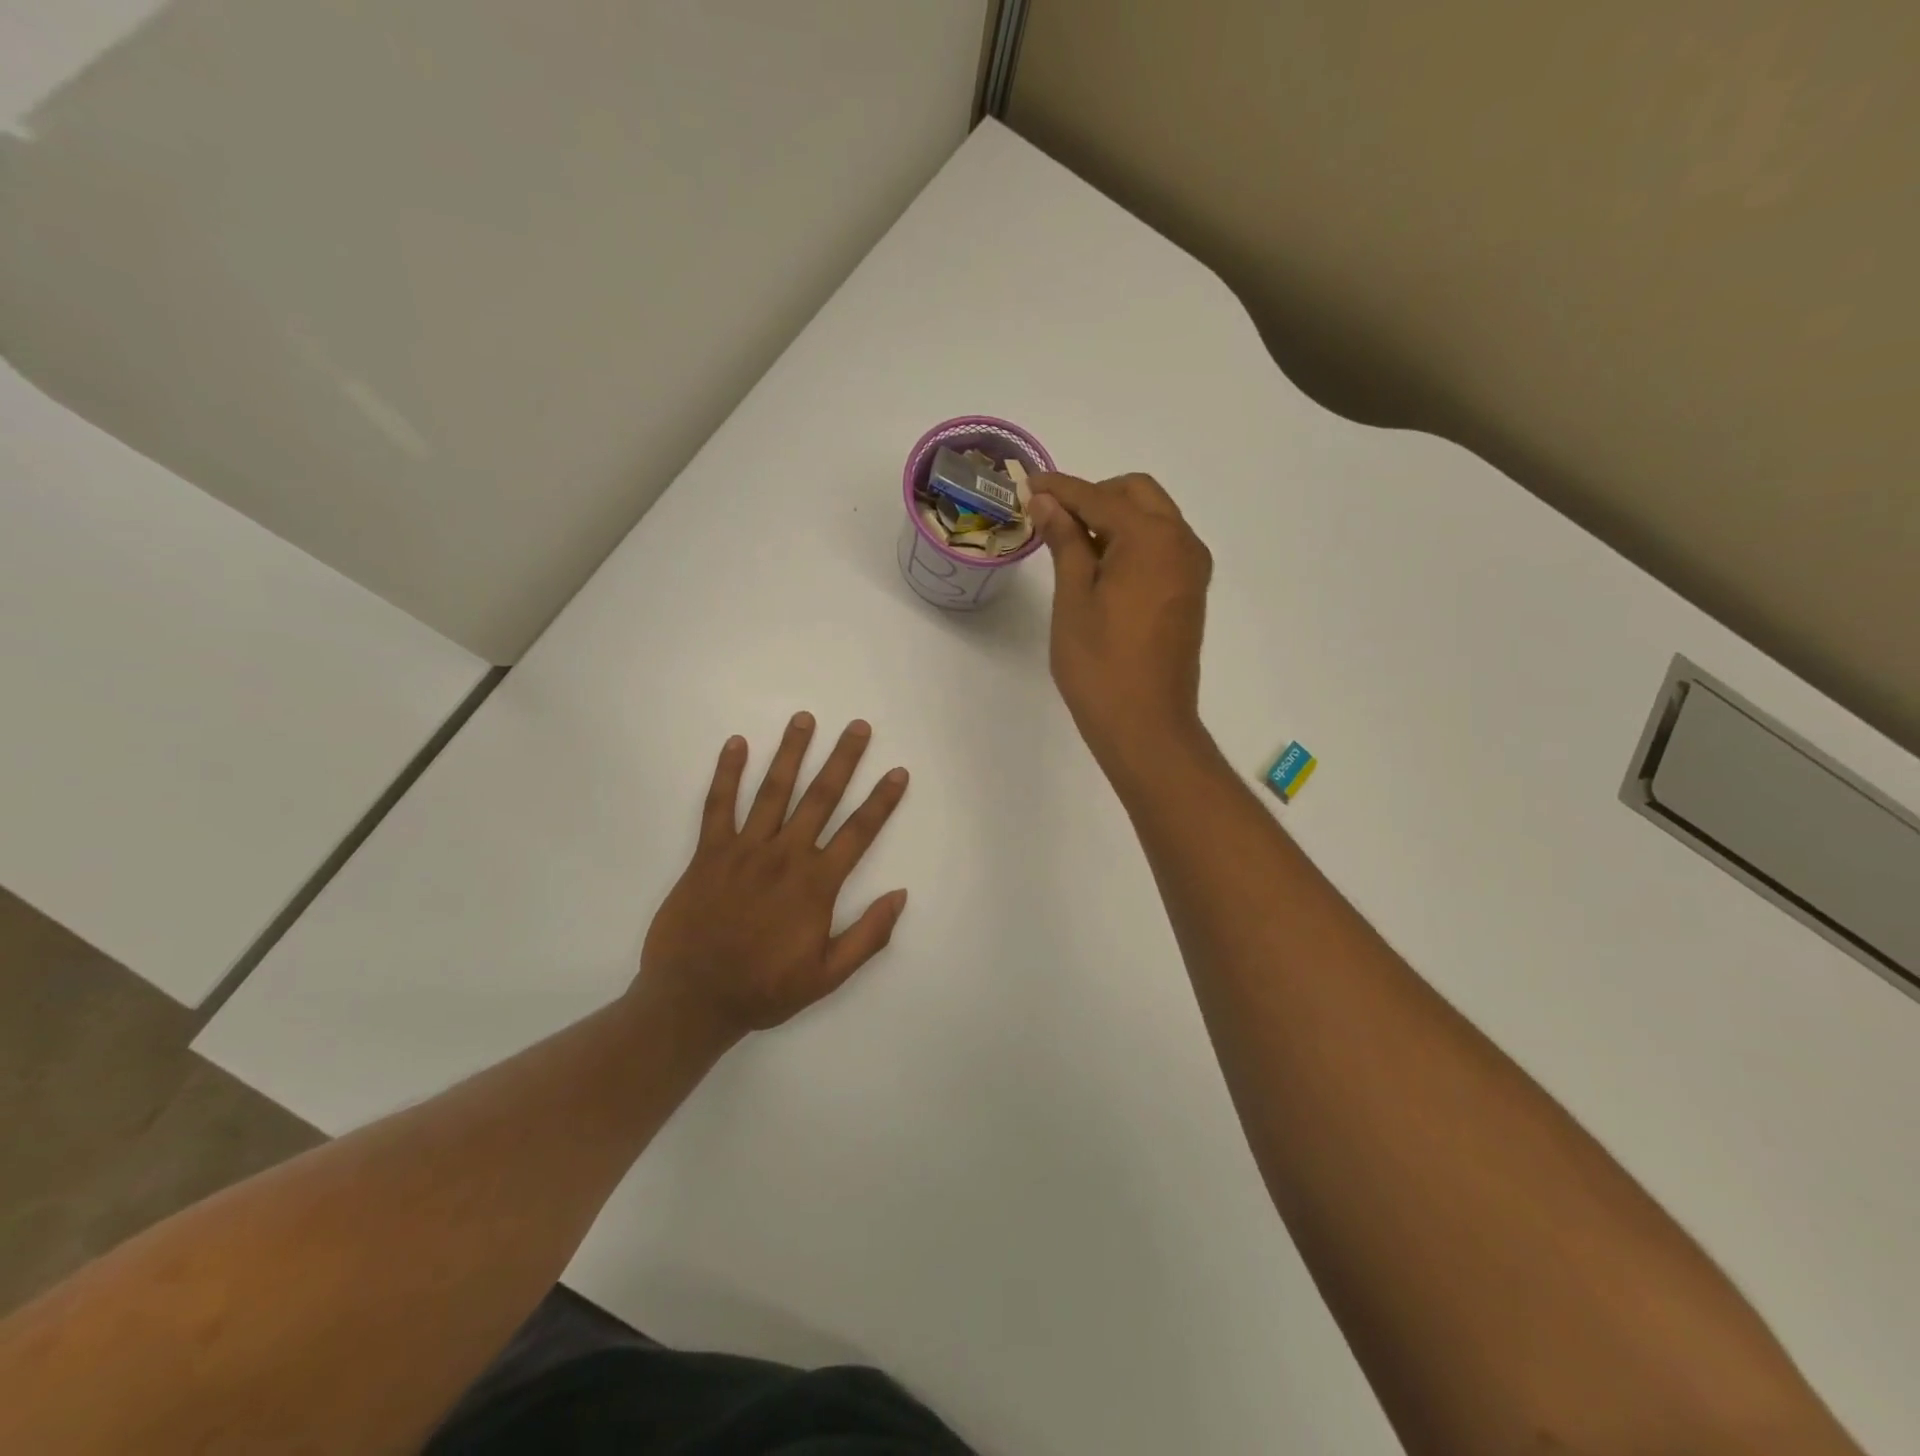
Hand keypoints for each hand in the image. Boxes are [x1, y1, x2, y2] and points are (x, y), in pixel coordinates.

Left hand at [636, 714, 909, 1042]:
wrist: (692, 1000)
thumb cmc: (764, 989)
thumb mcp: (827, 976)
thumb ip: (868, 936)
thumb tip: (900, 895)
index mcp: (816, 884)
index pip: (858, 832)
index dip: (881, 801)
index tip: (898, 771)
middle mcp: (784, 856)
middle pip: (820, 798)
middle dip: (842, 759)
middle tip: (858, 726)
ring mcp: (744, 850)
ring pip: (773, 791)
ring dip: (791, 753)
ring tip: (804, 719)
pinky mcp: (708, 853)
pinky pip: (718, 805)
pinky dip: (726, 773)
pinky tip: (736, 744)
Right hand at [1029, 473, 1213, 777]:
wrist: (1146, 726)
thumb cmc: (1100, 665)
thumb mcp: (1073, 599)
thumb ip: (1065, 542)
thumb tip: (1049, 502)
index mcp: (1152, 538)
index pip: (1100, 497)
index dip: (1061, 489)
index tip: (1029, 483)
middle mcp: (1182, 543)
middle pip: (1137, 494)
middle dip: (1094, 495)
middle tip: (1052, 516)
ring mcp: (1191, 569)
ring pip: (1153, 519)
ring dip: (1114, 518)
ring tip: (1070, 543)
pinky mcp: (1189, 592)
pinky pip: (1160, 547)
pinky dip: (1131, 542)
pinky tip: (1099, 566)